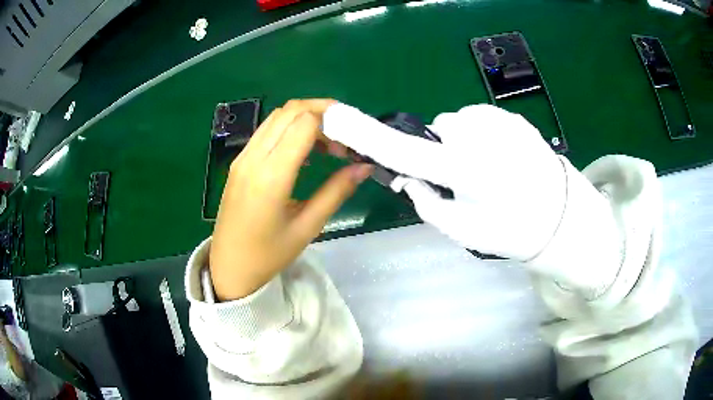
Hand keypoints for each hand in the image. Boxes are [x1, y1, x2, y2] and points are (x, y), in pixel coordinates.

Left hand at [210, 99, 372, 300]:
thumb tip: (364, 167)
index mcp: (271, 176)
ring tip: (327, 144)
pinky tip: (303, 152)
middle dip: (322, 111)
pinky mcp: (239, 162)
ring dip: (305, 118)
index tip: (351, 140)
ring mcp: (242, 157)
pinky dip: (289, 129)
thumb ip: (337, 191)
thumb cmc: (269, 254)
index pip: (304, 122)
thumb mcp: (308, 226)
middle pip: (290, 110)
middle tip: (344, 135)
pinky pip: (266, 131)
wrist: (228, 267)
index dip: (332, 121)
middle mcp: (254, 158)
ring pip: (277, 117)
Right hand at [322, 103, 566, 259]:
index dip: (367, 135)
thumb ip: (428, 202)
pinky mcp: (512, 116)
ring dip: (462, 144)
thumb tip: (410, 178)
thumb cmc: (513, 231)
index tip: (337, 117)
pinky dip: (481, 136)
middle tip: (464, 180)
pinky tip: (504, 158)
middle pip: (436, 133)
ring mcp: (499, 120)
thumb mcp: (463, 231)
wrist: (565, 217)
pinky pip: (480, 121)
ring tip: (490, 171)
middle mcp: (479, 135)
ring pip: (458, 125)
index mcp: (466, 169)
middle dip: (440, 153)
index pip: (404, 150)